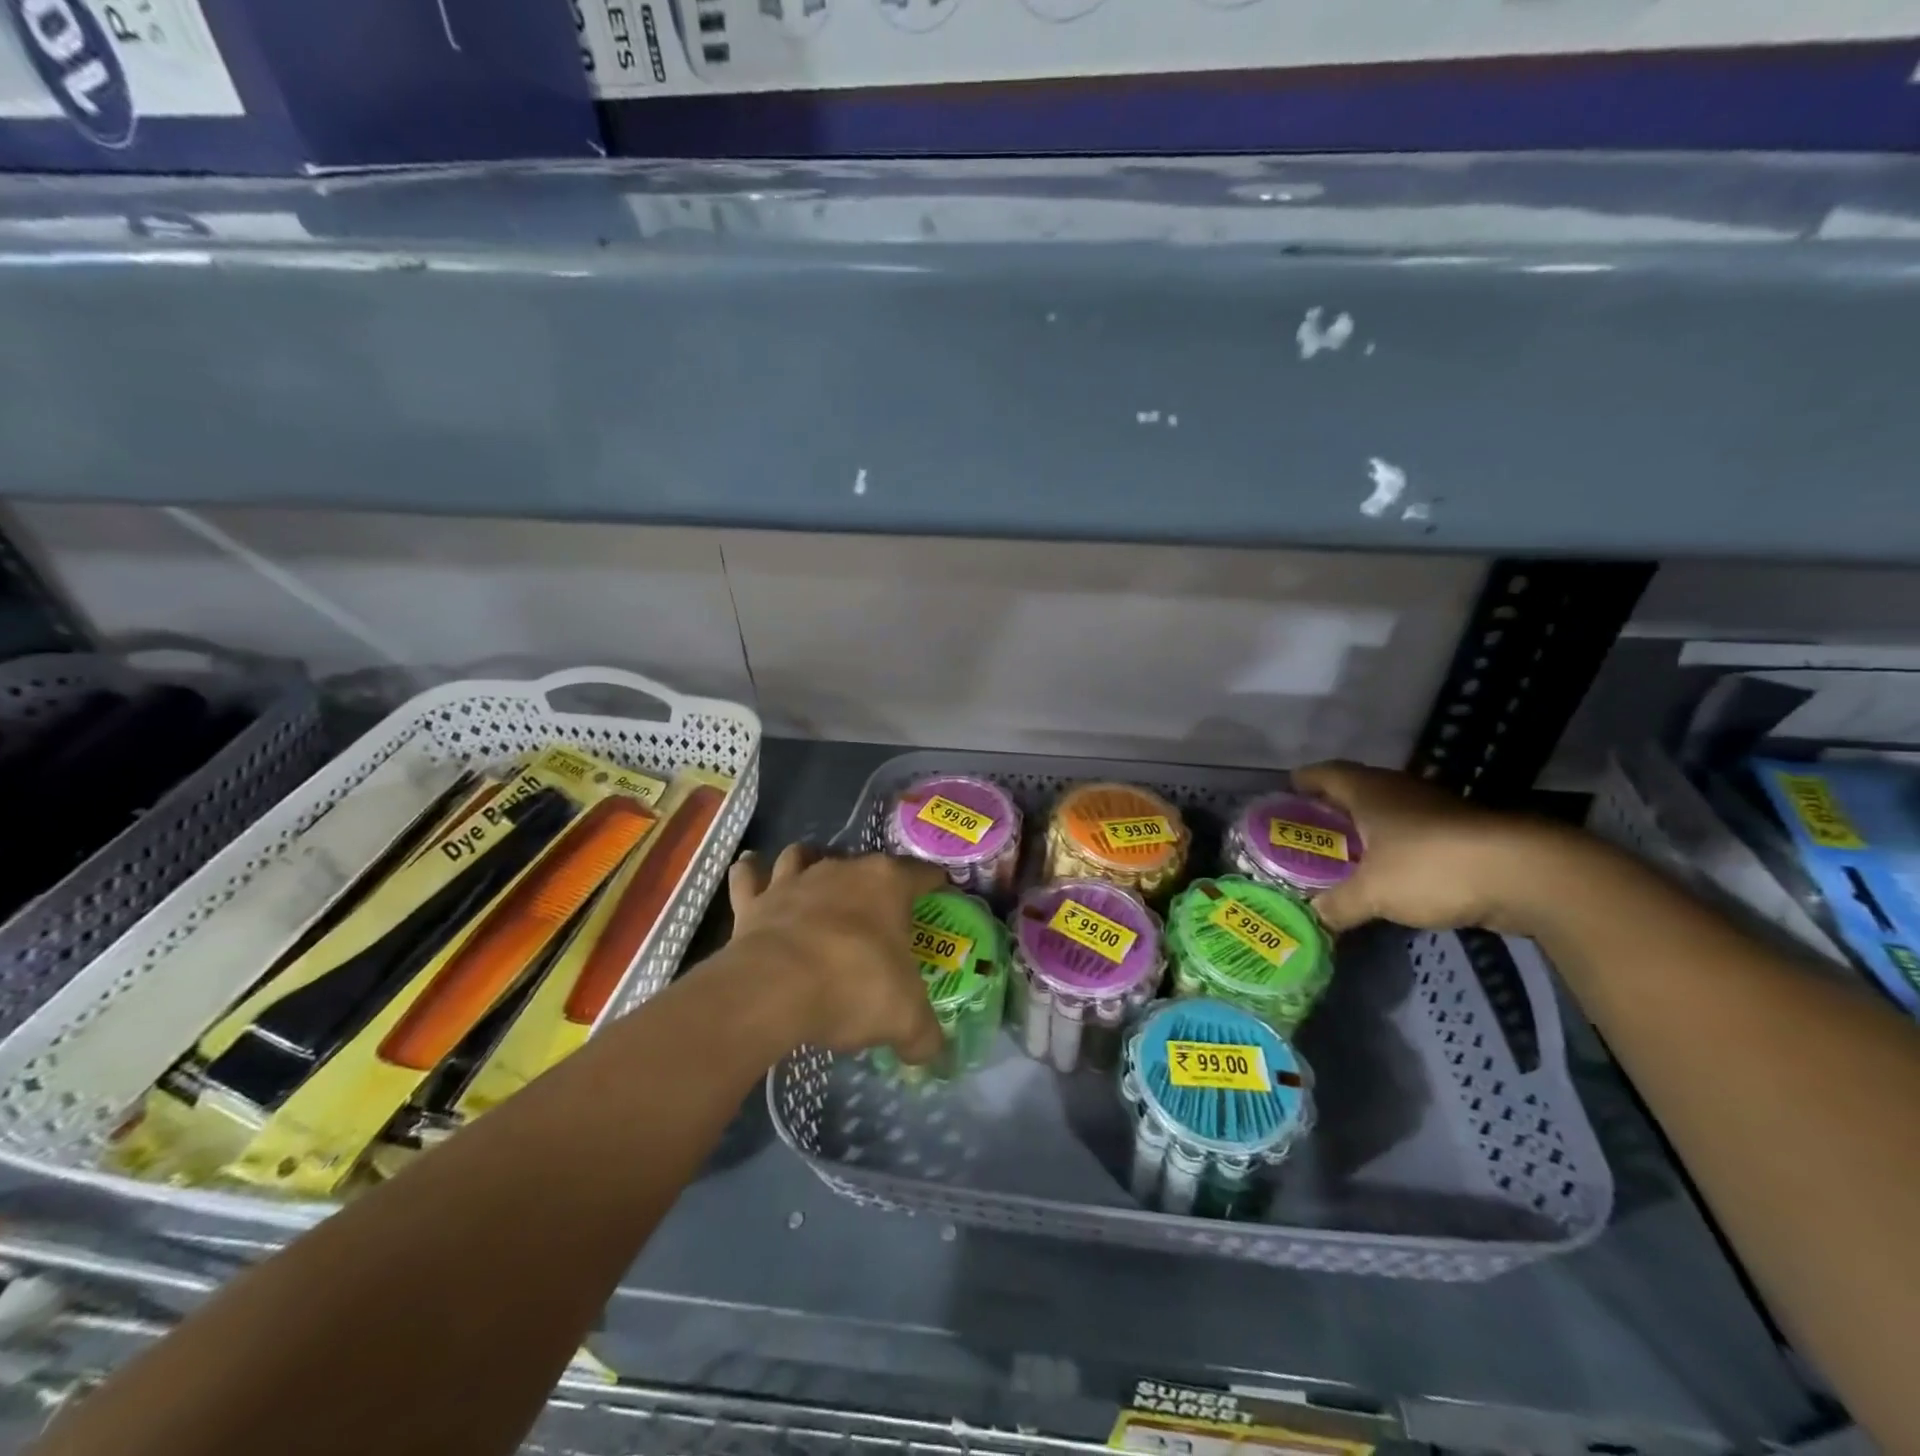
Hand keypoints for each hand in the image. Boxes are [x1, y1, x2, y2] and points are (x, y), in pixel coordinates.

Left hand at [726, 846, 947, 1063]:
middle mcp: (842, 869)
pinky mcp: (754, 901)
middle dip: (873, 882)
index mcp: (888, 884)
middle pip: (864, 865)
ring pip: (803, 856)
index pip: (922, 874)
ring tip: (814, 883)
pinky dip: (750, 873)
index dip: (934, 886)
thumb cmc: (854, 986)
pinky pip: (748, 876)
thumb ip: (924, 1035)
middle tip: (880, 914)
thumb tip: (933, 1053)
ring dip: (809, 863)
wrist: (775, 989)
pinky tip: (752, 874)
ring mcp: (794, 881)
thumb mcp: (905, 1019)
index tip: (940, 898)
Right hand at [1292, 762, 1554, 935]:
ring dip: (1366, 829)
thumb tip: (1313, 917)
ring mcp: (1435, 810)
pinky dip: (1394, 848)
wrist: (1526, 874)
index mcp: (1369, 792)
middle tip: (1309, 830)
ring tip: (1344, 854)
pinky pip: (1413, 835)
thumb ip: (1337, 904)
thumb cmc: (1431, 866)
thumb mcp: (1372, 892)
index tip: (1287, 791)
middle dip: (1331, 807)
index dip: (1304, 780)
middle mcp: (1399, 791)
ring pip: (1388, 813)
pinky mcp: (1463, 834)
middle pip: (1356, 790)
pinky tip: (1388, 872)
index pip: (1326, 773)